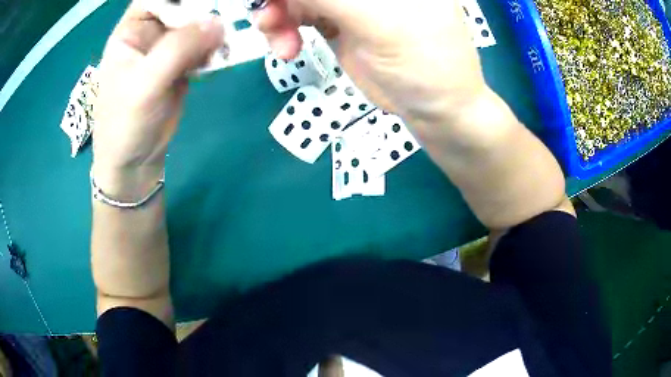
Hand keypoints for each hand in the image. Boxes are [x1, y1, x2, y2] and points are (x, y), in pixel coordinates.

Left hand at [93, 2, 223, 183]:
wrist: (135, 162)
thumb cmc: (125, 124)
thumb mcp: (144, 84)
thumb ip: (178, 49)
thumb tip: (219, 23)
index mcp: (132, 29)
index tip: (209, 1)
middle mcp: (152, 31)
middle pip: (184, 6)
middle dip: (206, 8)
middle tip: (233, 11)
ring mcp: (169, 47)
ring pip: (199, 24)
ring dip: (217, 27)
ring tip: (232, 36)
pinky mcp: (184, 63)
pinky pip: (207, 46)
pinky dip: (220, 47)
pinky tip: (228, 53)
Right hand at [254, 0, 485, 122]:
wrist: (434, 109)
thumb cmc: (424, 61)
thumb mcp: (378, 20)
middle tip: (267, 19)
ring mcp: (350, 0)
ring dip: (276, 16)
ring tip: (280, 42)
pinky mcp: (337, 19)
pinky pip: (297, 15)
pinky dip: (284, 30)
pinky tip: (286, 49)